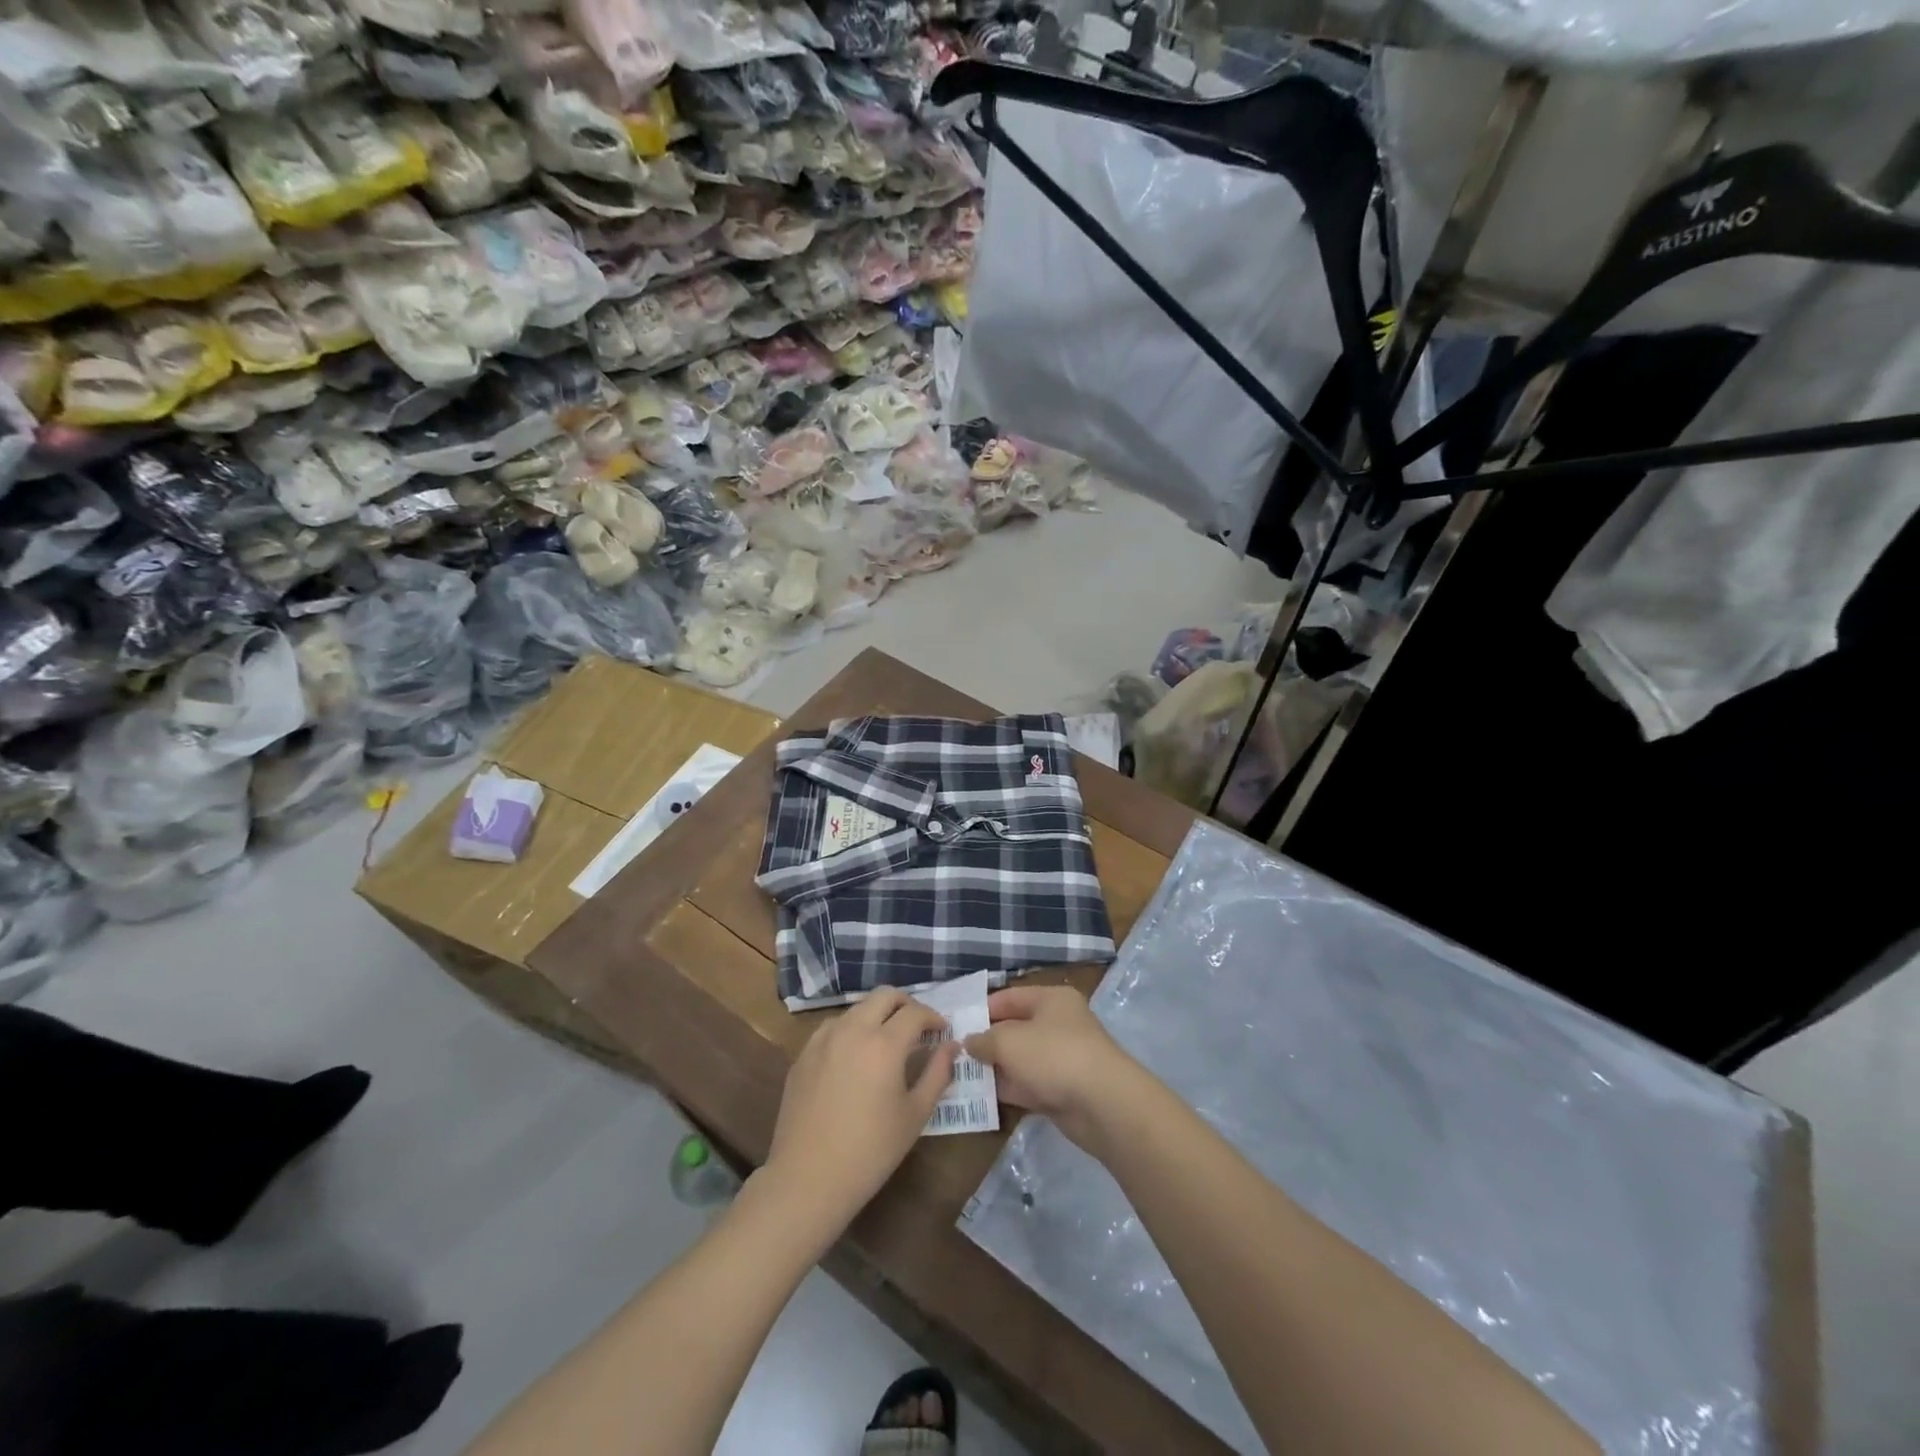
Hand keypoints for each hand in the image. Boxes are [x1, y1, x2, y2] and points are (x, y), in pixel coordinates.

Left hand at [762, 987, 956, 1240]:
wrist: (807, 1179)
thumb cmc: (870, 1151)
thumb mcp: (914, 1115)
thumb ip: (937, 1074)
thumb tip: (952, 1046)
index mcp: (884, 1043)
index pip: (915, 1012)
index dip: (934, 1017)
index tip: (943, 1032)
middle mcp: (853, 1030)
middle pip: (884, 996)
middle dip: (906, 1004)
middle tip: (918, 1027)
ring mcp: (823, 1039)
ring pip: (857, 1008)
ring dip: (877, 1015)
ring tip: (887, 1041)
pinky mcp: (804, 1053)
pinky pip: (833, 1026)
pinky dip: (851, 1029)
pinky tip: (854, 1055)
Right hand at [963, 986, 1140, 1150]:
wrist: (1103, 1105)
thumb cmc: (1054, 1056)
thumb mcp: (1009, 1041)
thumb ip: (984, 1040)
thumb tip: (968, 1042)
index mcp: (1051, 999)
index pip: (1009, 997)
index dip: (982, 1009)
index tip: (955, 1024)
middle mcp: (1058, 1024)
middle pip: (1014, 1028)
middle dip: (986, 1041)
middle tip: (952, 1053)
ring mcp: (1061, 1058)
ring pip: (1020, 1059)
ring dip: (994, 1067)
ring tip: (959, 1075)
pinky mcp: (1062, 1089)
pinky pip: (1028, 1084)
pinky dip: (1008, 1088)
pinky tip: (981, 1096)